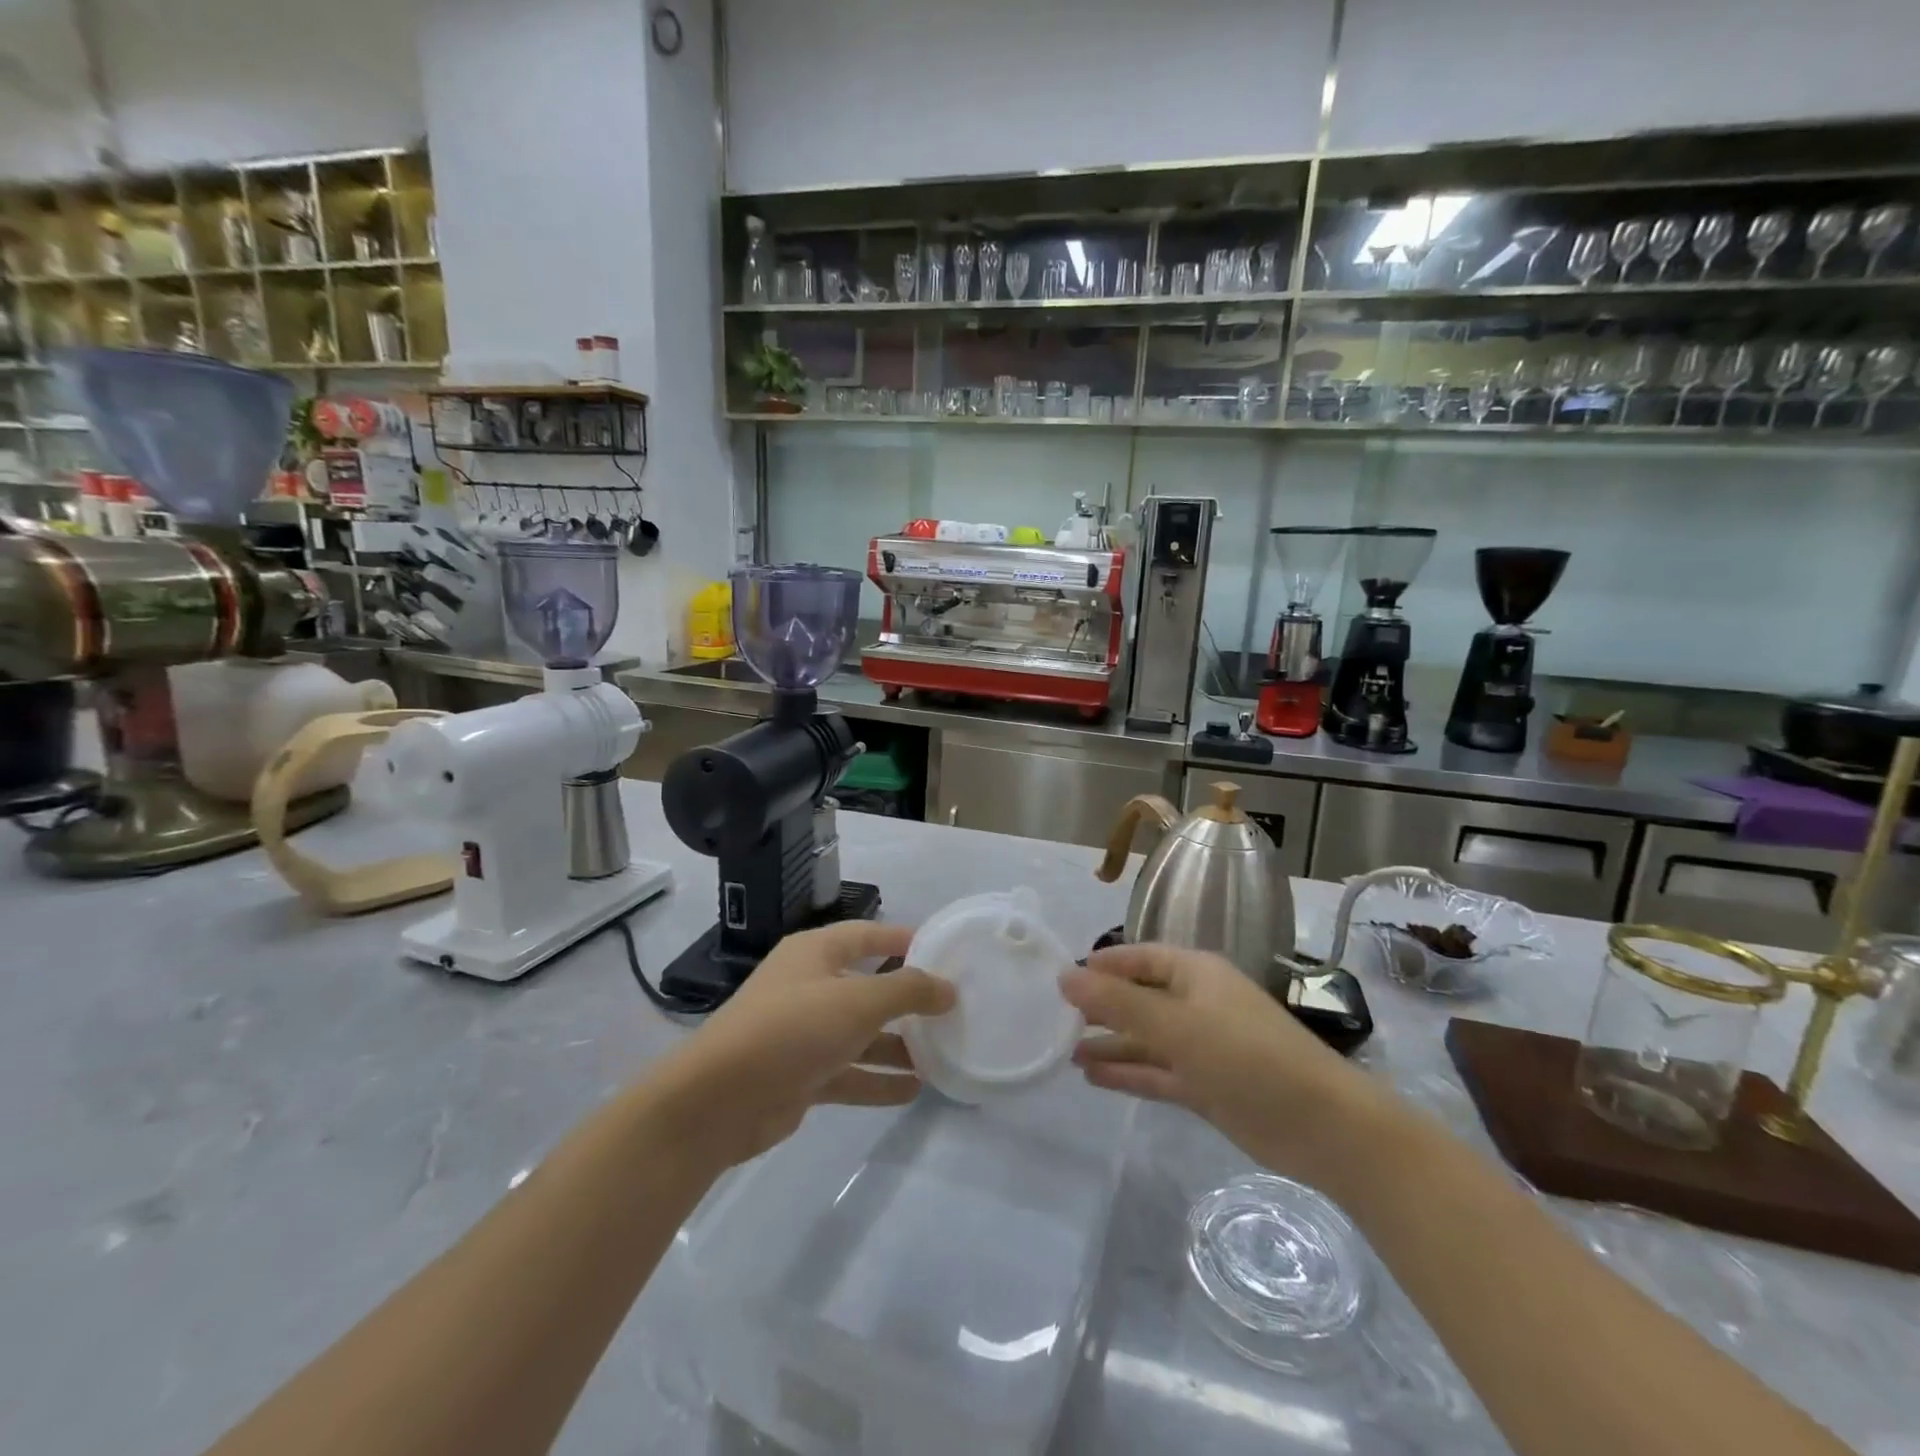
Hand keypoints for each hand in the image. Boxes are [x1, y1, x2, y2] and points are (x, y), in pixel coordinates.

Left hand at [654, 921, 954, 1170]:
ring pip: (861, 1034)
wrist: (719, 1100)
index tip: (943, 951)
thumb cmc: (792, 1028)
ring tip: (942, 1053)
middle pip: (867, 986)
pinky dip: (877, 1079)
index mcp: (815, 953)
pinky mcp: (800, 1076)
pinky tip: (913, 1090)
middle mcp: (809, 987)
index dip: (902, 939)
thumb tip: (948, 988)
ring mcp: (803, 1034)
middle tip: (951, 1009)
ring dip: (897, 1044)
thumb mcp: (858, 1001)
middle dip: (906, 999)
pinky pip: (849, 1072)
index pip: (867, 936)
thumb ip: (907, 991)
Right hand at [1061, 943, 1384, 1185]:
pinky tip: (1093, 1078)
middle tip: (1056, 1020)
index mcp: (1195, 974)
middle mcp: (1196, 1004)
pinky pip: (1157, 1072)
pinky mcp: (1207, 1085)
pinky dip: (1128, 1073)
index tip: (1064, 979)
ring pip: (1146, 1039)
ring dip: (1110, 1044)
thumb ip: (1118, 1003)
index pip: (1140, 958)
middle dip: (1102, 1009)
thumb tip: (1064, 976)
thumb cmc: (1247, 1057)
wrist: (1323, 1127)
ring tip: (1065, 1053)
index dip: (1103, 966)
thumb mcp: (1177, 1025)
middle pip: (1140, 999)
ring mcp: (1203, 1047)